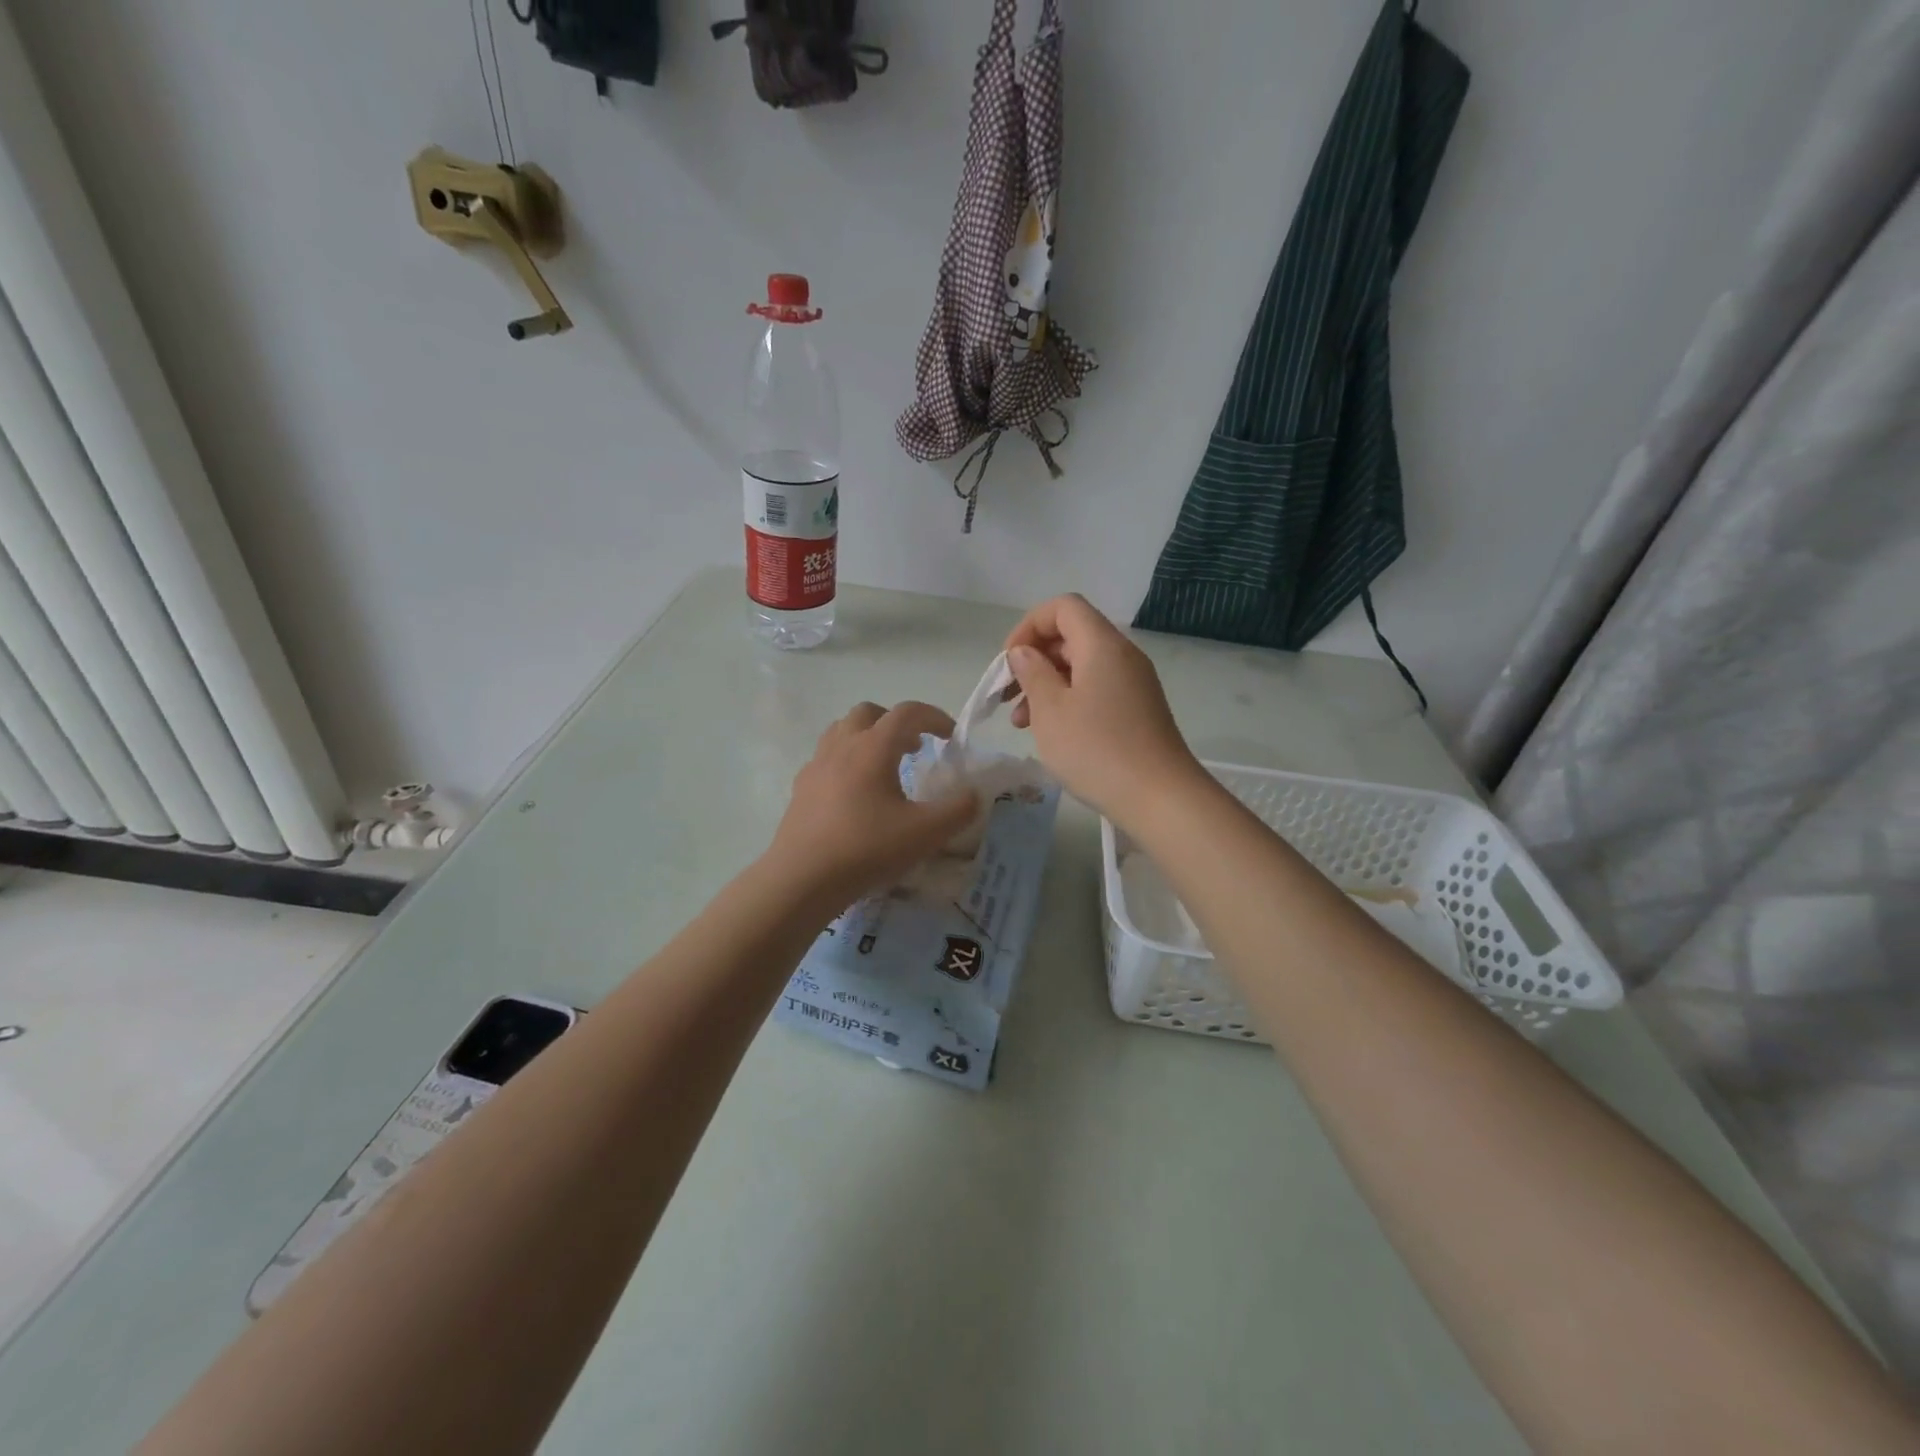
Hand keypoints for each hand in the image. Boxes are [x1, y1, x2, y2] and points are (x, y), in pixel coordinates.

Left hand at [764, 701, 978, 909]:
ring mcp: (816, 765)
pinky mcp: (801, 787)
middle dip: (896, 723)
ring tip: (885, 766)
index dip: (934, 717)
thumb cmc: (867, 848)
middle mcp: (842, 746)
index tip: (950, 737)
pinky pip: (826, 758)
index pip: (907, 713)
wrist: (803, 878)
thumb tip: (973, 795)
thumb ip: (958, 810)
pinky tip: (855, 793)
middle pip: (869, 713)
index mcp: (873, 747)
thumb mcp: (926, 833)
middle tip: (914, 748)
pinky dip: (846, 761)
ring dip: (868, 737)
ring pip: (842, 731)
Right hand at [1003, 595, 1202, 827]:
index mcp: (1102, 645)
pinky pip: (1097, 689)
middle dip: (1034, 660)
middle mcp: (1122, 655)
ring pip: (1082, 666)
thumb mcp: (1050, 710)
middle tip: (1009, 696)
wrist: (1160, 797)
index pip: (1063, 607)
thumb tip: (1024, 652)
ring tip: (1022, 723)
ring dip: (1048, 685)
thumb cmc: (1096, 750)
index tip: (1009, 662)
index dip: (1029, 626)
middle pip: (1072, 636)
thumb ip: (1032, 672)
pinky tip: (1054, 733)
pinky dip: (1069, 701)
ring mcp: (1134, 683)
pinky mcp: (1139, 709)